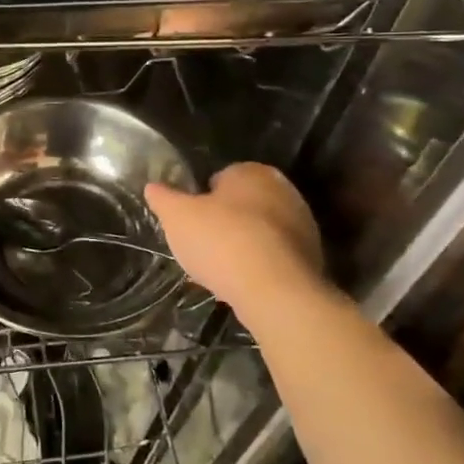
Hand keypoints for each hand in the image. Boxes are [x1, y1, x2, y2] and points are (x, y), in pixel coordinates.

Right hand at [145, 163, 323, 308]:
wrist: (275, 291)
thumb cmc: (221, 241)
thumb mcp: (176, 217)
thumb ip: (163, 198)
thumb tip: (152, 187)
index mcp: (252, 172)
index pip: (221, 177)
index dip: (201, 199)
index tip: (190, 221)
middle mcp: (283, 190)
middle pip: (242, 204)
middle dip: (224, 221)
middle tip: (201, 245)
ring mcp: (302, 225)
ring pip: (259, 232)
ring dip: (242, 246)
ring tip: (219, 270)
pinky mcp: (311, 258)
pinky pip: (274, 257)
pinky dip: (258, 267)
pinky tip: (242, 284)